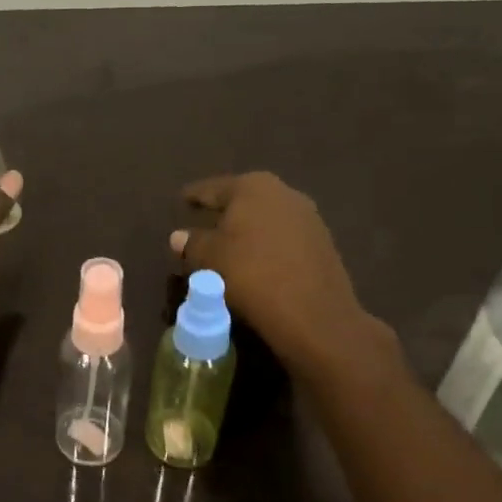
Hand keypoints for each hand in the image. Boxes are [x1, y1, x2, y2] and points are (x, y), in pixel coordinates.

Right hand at [170, 171, 390, 375]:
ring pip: (265, 219)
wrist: (313, 314)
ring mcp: (308, 217)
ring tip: (227, 246)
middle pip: (243, 200)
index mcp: (252, 187)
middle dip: (223, 212)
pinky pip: (282, 238)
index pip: (213, 188)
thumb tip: (179, 236)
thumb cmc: (250, 274)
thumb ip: (191, 243)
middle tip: (203, 222)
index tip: (182, 199)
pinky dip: (265, 246)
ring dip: (246, 230)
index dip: (195, 196)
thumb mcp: (208, 259)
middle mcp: (284, 193)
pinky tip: (255, 261)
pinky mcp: (322, 244)